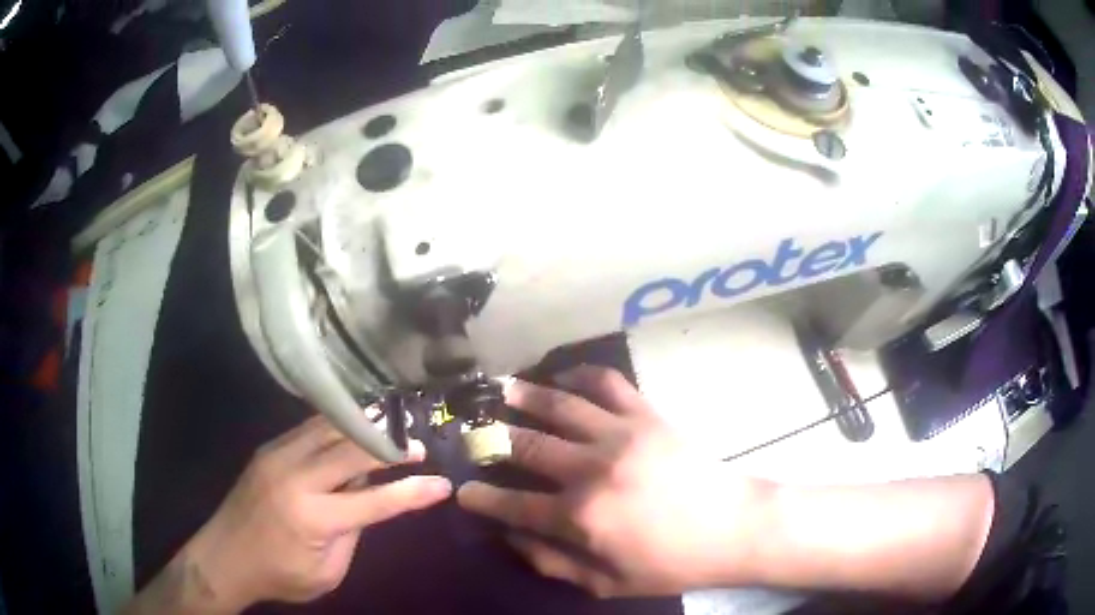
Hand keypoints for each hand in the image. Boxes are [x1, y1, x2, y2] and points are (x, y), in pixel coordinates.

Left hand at [130, 415, 451, 613]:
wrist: (225, 557)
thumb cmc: (280, 575)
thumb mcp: (327, 571)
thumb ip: (352, 533)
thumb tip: (369, 499)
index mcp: (313, 517)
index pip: (375, 501)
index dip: (412, 492)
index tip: (442, 484)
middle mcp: (295, 477)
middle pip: (352, 451)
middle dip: (390, 447)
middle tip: (418, 445)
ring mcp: (278, 456)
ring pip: (329, 429)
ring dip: (364, 427)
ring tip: (392, 426)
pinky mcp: (268, 449)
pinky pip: (309, 429)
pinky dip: (337, 426)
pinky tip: (353, 426)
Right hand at [457, 366, 773, 597]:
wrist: (732, 527)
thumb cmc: (671, 563)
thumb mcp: (608, 583)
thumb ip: (552, 562)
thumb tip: (511, 536)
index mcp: (581, 517)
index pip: (512, 505)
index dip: (481, 498)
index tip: (462, 490)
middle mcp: (592, 469)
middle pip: (526, 446)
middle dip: (491, 439)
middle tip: (472, 431)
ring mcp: (620, 435)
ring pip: (558, 406)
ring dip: (524, 395)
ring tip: (500, 388)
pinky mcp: (646, 415)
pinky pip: (607, 384)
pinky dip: (580, 375)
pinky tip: (563, 377)